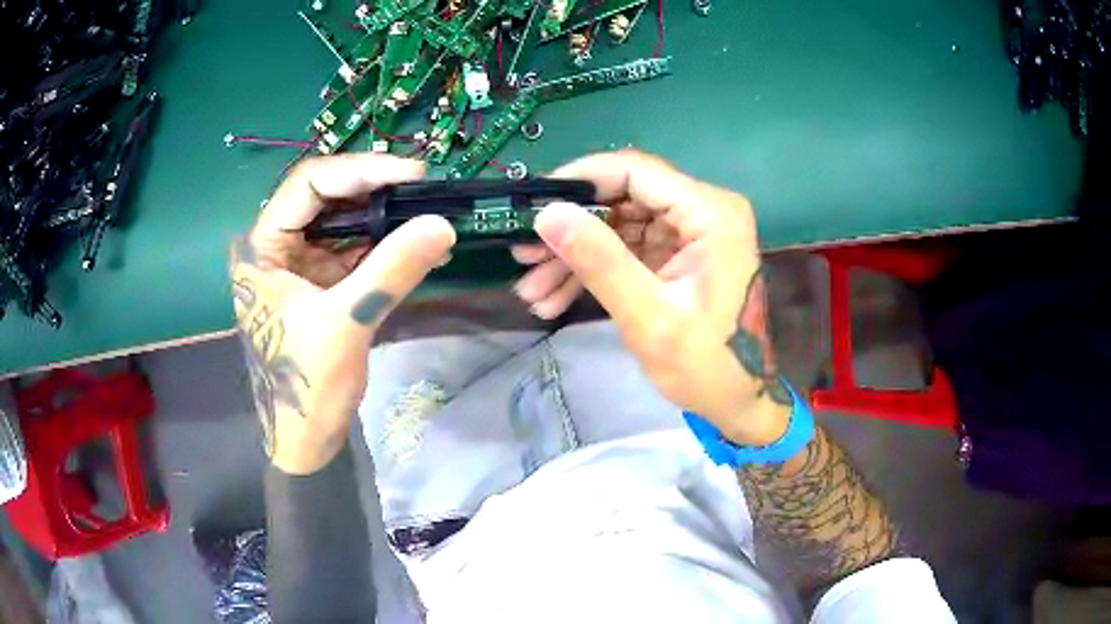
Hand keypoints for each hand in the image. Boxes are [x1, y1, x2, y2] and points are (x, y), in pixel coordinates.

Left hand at [230, 155, 454, 473]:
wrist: (306, 438)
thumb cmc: (307, 385)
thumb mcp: (346, 324)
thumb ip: (391, 270)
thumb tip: (443, 224)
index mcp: (262, 247)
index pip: (308, 185)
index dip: (360, 170)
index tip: (411, 173)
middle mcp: (277, 246)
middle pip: (326, 197)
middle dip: (375, 189)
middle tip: (424, 188)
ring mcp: (299, 263)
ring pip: (343, 220)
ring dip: (385, 216)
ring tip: (428, 211)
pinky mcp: (321, 282)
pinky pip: (355, 249)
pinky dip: (386, 245)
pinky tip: (420, 243)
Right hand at [517, 150, 790, 444]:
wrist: (739, 401)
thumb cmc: (706, 366)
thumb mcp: (648, 317)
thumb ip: (599, 261)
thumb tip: (547, 213)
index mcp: (710, 213)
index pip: (635, 171)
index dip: (579, 180)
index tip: (532, 203)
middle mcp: (704, 211)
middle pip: (623, 198)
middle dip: (571, 229)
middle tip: (524, 256)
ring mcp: (691, 233)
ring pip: (619, 225)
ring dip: (576, 256)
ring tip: (532, 290)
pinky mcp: (679, 255)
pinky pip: (628, 249)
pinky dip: (594, 271)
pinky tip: (555, 298)